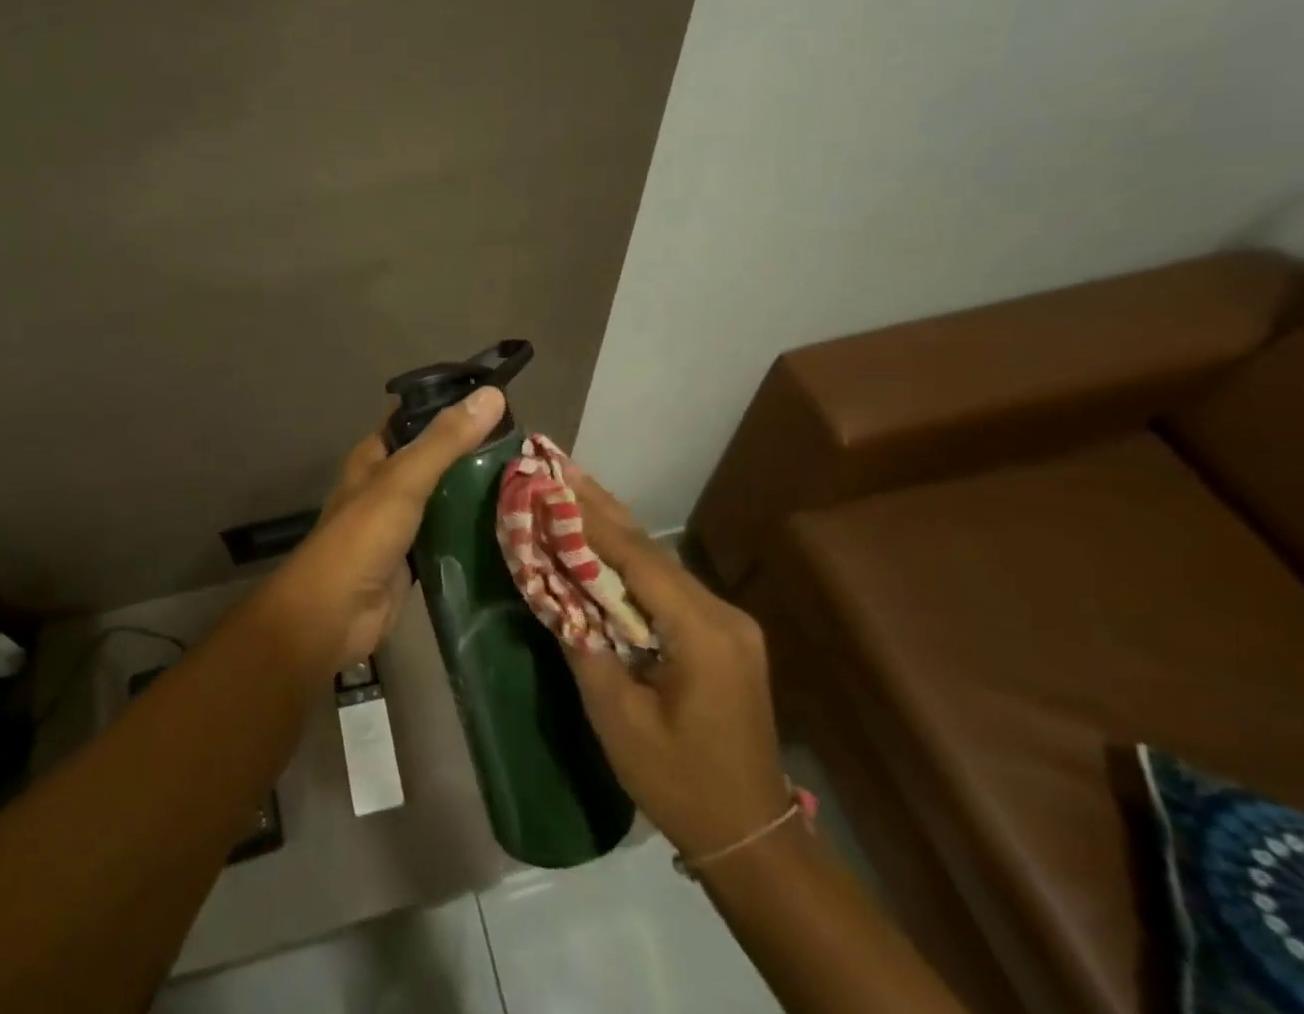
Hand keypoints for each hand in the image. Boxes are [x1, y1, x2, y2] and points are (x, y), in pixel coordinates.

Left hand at [268, 386, 505, 666]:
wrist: (334, 615)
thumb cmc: (362, 536)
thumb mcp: (404, 479)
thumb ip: (446, 440)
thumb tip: (493, 394)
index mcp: (375, 455)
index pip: (414, 417)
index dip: (450, 406)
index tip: (498, 403)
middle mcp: (386, 484)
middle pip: (435, 458)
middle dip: (472, 451)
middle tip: (524, 446)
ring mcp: (400, 523)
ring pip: (444, 497)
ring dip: (475, 491)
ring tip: (525, 478)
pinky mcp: (414, 558)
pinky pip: (448, 534)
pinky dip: (471, 529)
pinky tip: (507, 523)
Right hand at [561, 468, 792, 864]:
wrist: (751, 838)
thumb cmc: (680, 783)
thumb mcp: (619, 720)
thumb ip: (584, 647)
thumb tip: (552, 592)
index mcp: (702, 632)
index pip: (636, 558)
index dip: (589, 519)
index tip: (552, 482)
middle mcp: (722, 613)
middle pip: (650, 549)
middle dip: (600, 507)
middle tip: (559, 465)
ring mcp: (728, 622)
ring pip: (660, 562)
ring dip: (614, 530)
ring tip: (573, 490)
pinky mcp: (723, 634)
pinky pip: (668, 585)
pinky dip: (631, 562)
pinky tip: (604, 543)